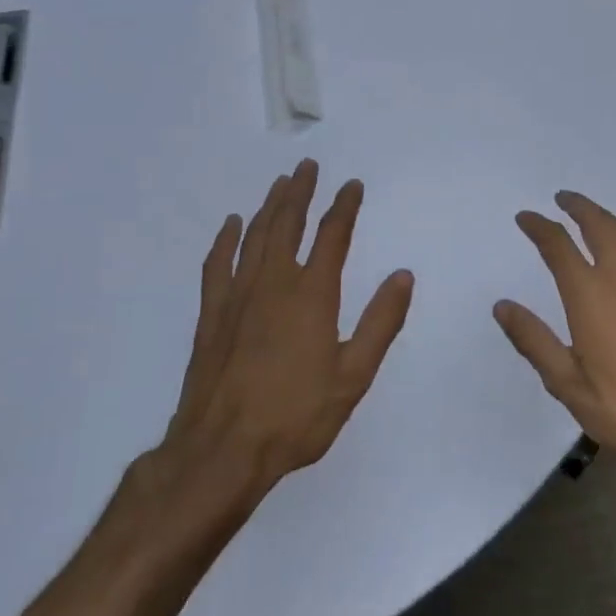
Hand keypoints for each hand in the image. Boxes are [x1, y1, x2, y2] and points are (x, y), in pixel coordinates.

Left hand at [155, 159, 414, 501]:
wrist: (222, 449)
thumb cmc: (296, 416)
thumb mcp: (353, 375)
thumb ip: (381, 322)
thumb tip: (403, 275)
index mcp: (312, 295)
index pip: (332, 236)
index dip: (344, 207)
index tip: (352, 185)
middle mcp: (274, 283)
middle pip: (288, 224)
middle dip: (301, 192)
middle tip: (308, 166)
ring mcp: (238, 296)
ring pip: (255, 237)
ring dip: (269, 206)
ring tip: (280, 184)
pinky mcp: (212, 315)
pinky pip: (218, 264)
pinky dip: (225, 240)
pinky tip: (231, 225)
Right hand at [495, 191, 615, 484]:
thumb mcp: (566, 382)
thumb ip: (533, 340)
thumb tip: (503, 306)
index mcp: (591, 295)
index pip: (559, 246)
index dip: (539, 227)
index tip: (524, 217)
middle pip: (600, 225)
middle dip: (579, 207)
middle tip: (562, 198)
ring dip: (605, 218)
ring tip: (591, 217)